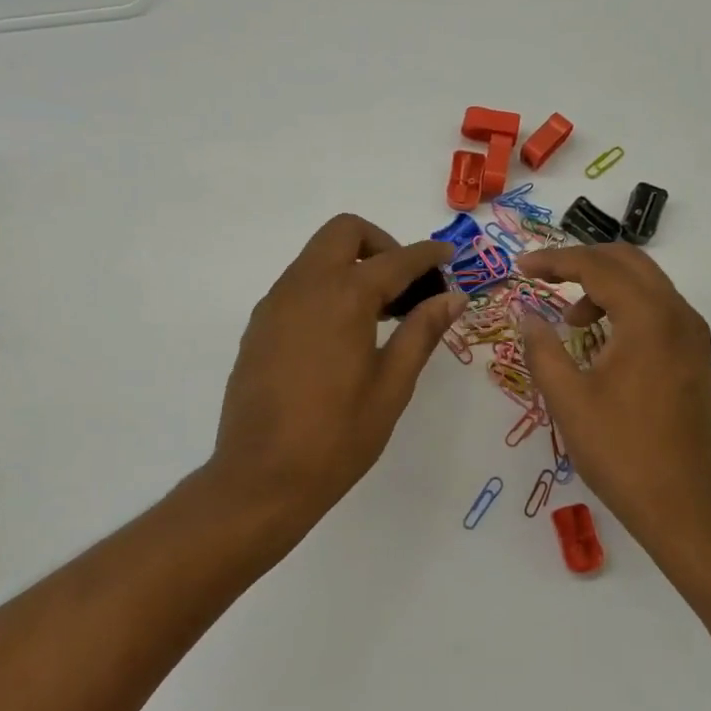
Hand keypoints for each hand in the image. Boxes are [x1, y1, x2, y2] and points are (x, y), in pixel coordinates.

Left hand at [211, 214, 465, 527]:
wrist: (262, 478)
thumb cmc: (338, 437)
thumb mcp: (392, 385)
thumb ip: (422, 332)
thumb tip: (452, 297)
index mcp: (344, 297)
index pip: (395, 259)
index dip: (427, 254)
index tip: (448, 257)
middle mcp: (304, 286)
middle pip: (344, 232)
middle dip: (381, 244)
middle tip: (405, 283)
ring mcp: (275, 304)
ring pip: (317, 256)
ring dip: (351, 264)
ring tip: (379, 312)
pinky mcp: (258, 326)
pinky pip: (297, 284)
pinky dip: (326, 286)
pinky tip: (342, 332)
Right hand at [517, 244, 710, 567]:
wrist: (689, 506)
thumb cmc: (623, 452)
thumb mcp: (569, 400)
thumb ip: (543, 350)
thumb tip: (528, 316)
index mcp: (649, 319)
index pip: (598, 266)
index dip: (554, 261)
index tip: (521, 266)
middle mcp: (679, 316)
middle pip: (628, 262)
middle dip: (582, 262)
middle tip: (543, 278)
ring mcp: (693, 337)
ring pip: (647, 285)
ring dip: (605, 287)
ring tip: (570, 322)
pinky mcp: (696, 358)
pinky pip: (658, 311)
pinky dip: (625, 309)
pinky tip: (602, 342)